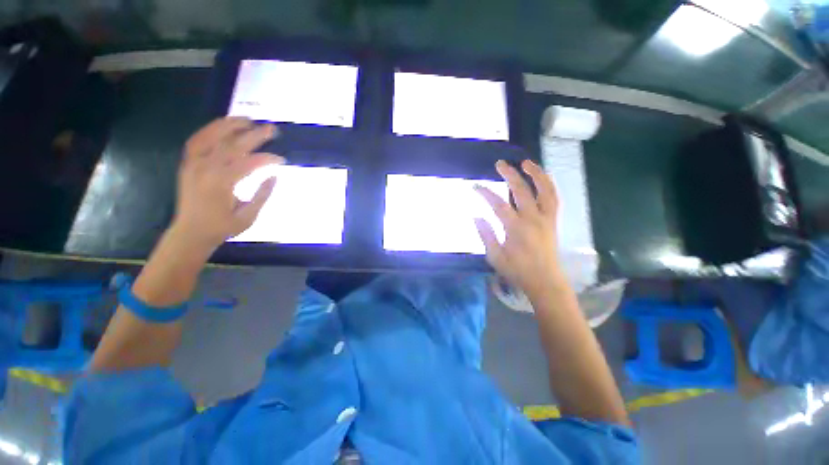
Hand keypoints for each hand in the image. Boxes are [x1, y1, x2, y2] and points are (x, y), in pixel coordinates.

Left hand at [172, 117, 283, 249]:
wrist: (191, 232)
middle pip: (232, 144)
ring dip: (230, 125)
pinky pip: (197, 140)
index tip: (281, 159)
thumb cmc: (223, 226)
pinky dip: (210, 130)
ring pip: (210, 136)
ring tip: (247, 120)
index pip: (249, 162)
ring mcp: (193, 164)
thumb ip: (263, 195)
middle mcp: (205, 168)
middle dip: (254, 135)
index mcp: (222, 183)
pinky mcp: (187, 164)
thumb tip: (275, 176)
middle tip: (271, 129)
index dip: (267, 159)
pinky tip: (222, 127)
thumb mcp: (249, 216)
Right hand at [474, 160, 564, 297]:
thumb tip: (476, 216)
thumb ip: (486, 235)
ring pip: (544, 190)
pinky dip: (548, 185)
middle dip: (509, 174)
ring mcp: (546, 219)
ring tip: (526, 162)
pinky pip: (553, 199)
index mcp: (516, 229)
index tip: (475, 186)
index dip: (485, 193)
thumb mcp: (495, 257)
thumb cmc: (517, 271)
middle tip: (499, 164)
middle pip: (521, 191)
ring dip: (536, 174)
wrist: (545, 281)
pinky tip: (541, 179)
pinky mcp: (553, 221)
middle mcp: (533, 219)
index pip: (498, 204)